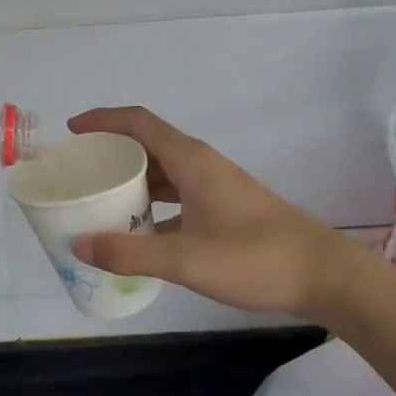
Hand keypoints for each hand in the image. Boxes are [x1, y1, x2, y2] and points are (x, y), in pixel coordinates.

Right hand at [67, 106, 353, 317]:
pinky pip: (178, 194)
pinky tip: (140, 232)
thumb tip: (78, 244)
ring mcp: (216, 186)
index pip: (138, 122)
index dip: (103, 120)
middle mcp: (201, 164)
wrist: (324, 275)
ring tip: (101, 200)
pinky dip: (153, 205)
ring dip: (133, 181)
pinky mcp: (226, 208)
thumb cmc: (255, 258)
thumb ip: (130, 253)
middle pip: (148, 145)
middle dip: (112, 153)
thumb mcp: (186, 259)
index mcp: (191, 161)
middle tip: (80, 173)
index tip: (72, 131)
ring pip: (164, 172)